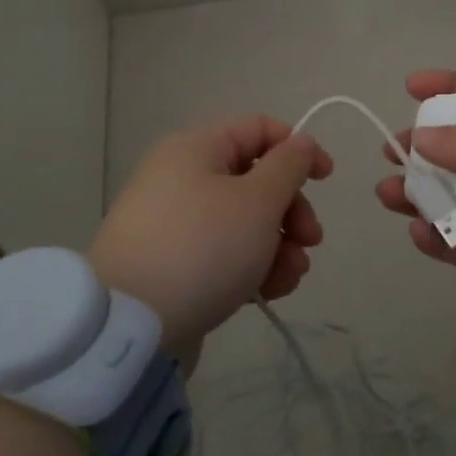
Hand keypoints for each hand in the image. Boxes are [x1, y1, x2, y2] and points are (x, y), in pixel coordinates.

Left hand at [91, 116, 332, 353]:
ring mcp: (175, 222)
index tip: (327, 179)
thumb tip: (300, 142)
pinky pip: (224, 252)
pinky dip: (252, 266)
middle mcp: (183, 177)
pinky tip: (268, 292)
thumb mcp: (257, 202)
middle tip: (310, 241)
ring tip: (289, 278)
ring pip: (245, 221)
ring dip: (279, 245)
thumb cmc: (202, 248)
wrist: (128, 326)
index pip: (259, 129)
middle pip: (256, 179)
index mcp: (197, 148)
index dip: (299, 149)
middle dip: (292, 210)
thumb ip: (288, 166)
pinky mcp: (173, 263)